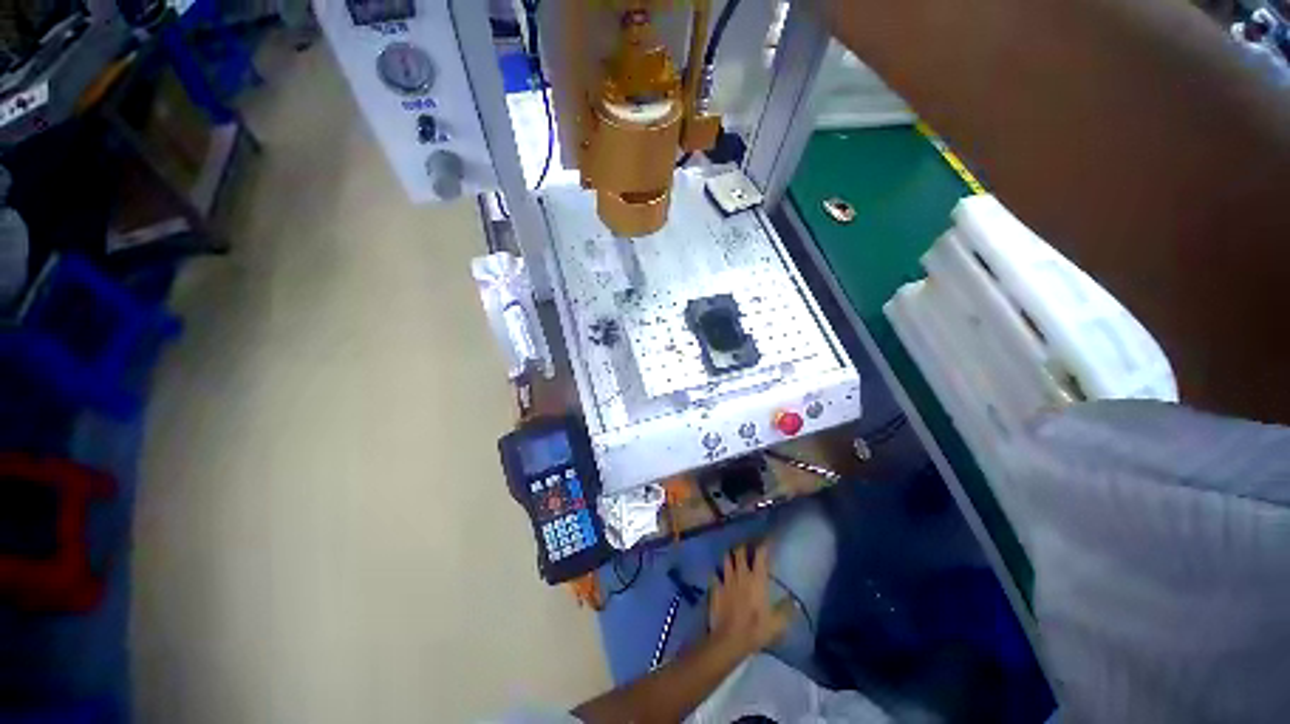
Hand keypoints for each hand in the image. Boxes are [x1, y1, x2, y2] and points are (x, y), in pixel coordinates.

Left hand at [707, 543, 794, 657]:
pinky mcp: (716, 587)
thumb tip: (794, 601)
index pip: (760, 554)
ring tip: (733, 556)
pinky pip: (715, 574)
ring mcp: (726, 579)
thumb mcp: (777, 623)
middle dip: (744, 546)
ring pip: (726, 558)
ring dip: (730, 555)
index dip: (764, 545)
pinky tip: (719, 575)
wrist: (730, 639)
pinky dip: (717, 573)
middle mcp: (741, 574)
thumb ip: (786, 610)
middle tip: (748, 547)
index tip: (767, 540)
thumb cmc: (756, 629)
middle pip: (740, 551)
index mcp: (757, 579)